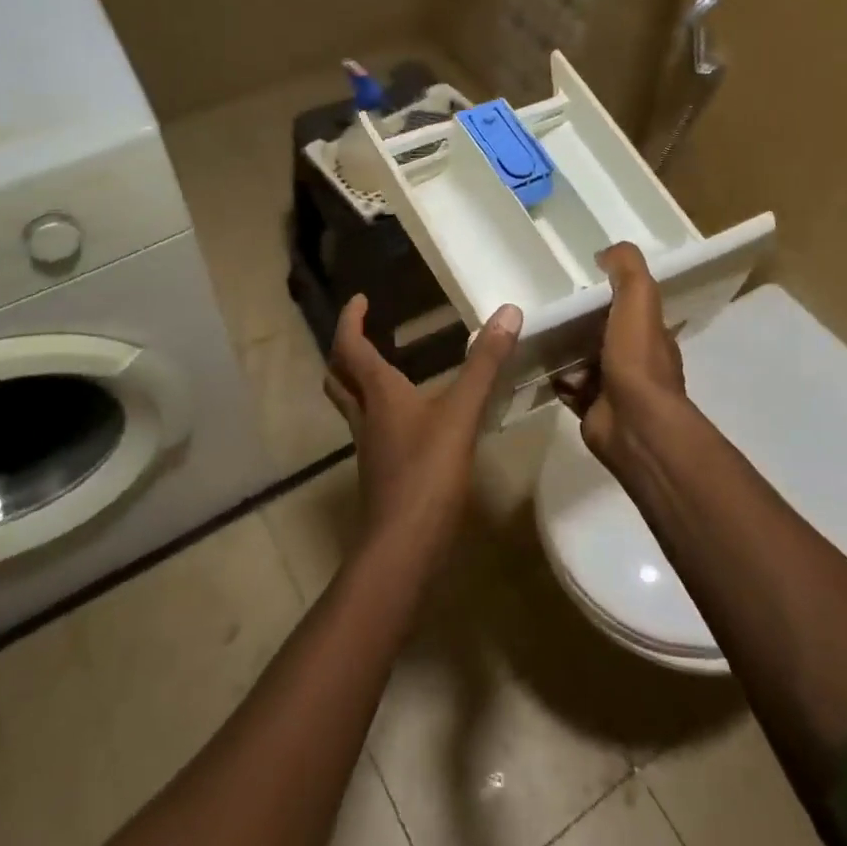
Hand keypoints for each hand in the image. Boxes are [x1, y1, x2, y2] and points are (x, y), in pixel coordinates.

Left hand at [323, 296, 522, 551]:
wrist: (403, 547)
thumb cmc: (428, 472)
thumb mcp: (462, 412)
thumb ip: (485, 363)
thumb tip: (508, 311)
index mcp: (378, 394)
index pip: (351, 347)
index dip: (351, 320)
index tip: (359, 299)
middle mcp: (366, 416)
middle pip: (338, 376)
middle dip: (344, 350)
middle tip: (361, 332)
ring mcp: (369, 447)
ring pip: (351, 405)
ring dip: (356, 381)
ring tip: (381, 368)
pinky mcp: (380, 472)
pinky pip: (370, 429)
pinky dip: (378, 411)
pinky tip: (406, 419)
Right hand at [553, 243, 687, 464]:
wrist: (633, 425)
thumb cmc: (637, 359)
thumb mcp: (639, 300)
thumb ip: (627, 270)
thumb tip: (607, 251)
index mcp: (650, 333)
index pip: (629, 306)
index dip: (608, 292)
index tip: (580, 279)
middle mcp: (634, 359)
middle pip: (601, 332)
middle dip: (578, 321)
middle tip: (547, 306)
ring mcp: (613, 386)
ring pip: (582, 359)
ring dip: (562, 349)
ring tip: (533, 330)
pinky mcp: (590, 408)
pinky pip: (567, 386)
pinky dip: (553, 376)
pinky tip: (533, 362)